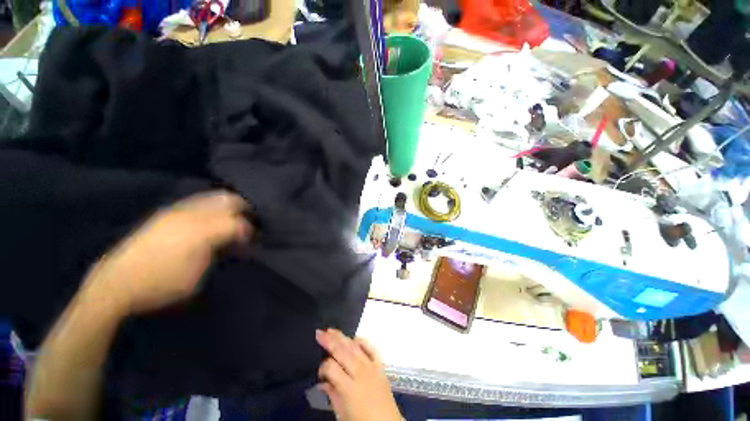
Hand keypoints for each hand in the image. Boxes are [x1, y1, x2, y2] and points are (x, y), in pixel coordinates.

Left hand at [81, 191, 252, 315]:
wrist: (117, 282)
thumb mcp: (198, 277)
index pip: (237, 223)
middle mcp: (192, 214)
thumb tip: (232, 242)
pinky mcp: (167, 212)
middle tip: (249, 223)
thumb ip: (219, 253)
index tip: (251, 242)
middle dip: (244, 209)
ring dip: (229, 206)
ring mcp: (177, 210)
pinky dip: (212, 206)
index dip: (249, 232)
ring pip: (214, 197)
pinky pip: (198, 200)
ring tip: (233, 219)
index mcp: (201, 232)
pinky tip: (211, 218)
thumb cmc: (161, 284)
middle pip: (229, 200)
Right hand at [316, 329, 400, 420]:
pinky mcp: (380, 365)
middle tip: (320, 333)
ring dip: (343, 337)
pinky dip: (363, 341)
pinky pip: (371, 348)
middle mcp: (360, 373)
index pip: (332, 368)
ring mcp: (372, 366)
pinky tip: (355, 338)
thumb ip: (332, 395)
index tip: (320, 373)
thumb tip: (322, 382)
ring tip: (332, 330)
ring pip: (355, 347)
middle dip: (330, 341)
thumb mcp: (342, 414)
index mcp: (349, 388)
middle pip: (343, 352)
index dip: (323, 367)